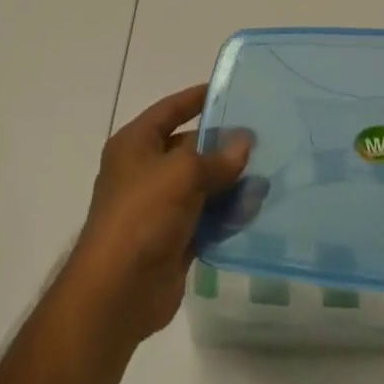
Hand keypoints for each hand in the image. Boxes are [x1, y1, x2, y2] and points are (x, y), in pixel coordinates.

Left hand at [61, 84, 250, 354]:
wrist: (117, 293)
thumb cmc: (142, 214)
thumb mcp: (182, 173)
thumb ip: (217, 157)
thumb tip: (245, 143)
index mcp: (135, 145)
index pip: (169, 111)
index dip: (196, 99)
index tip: (228, 91)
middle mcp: (144, 172)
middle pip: (188, 149)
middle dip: (221, 146)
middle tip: (261, 139)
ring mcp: (158, 208)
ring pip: (200, 186)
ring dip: (229, 183)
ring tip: (266, 175)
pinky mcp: (173, 240)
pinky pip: (205, 219)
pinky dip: (226, 215)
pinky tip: (254, 209)